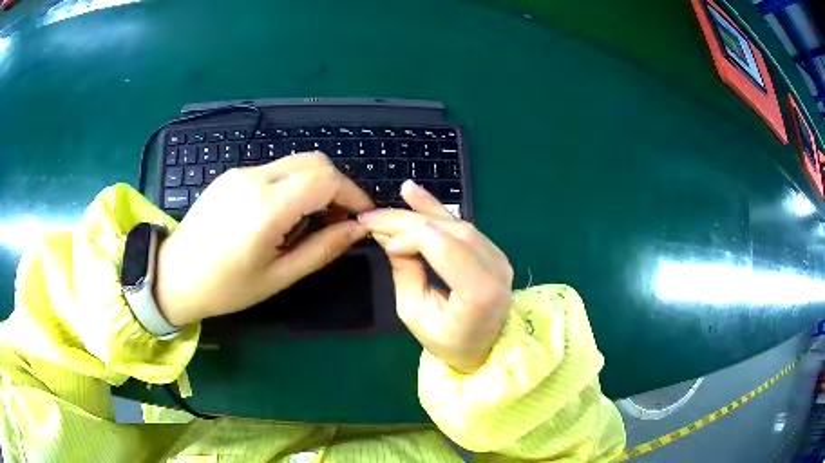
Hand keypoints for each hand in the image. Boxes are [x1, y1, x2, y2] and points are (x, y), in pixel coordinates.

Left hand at [153, 153, 373, 326]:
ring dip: (315, 184)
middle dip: (337, 184)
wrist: (174, 275)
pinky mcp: (231, 174)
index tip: (362, 216)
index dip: (352, 193)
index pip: (325, 179)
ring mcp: (240, 172)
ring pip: (294, 162)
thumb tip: (358, 230)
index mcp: (266, 207)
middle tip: (339, 218)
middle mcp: (254, 178)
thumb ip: (322, 249)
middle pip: (313, 161)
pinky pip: (274, 170)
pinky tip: (284, 213)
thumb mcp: (278, 276)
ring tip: (313, 219)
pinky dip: (293, 184)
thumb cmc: (226, 287)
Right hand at [358, 180, 513, 372]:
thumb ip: (406, 272)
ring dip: (426, 210)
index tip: (384, 244)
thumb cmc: (446, 340)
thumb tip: (391, 238)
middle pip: (449, 231)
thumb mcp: (415, 313)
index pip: (443, 246)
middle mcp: (495, 269)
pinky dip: (442, 213)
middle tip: (374, 215)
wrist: (484, 348)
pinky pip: (465, 228)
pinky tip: (421, 198)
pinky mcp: (495, 253)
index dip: (410, 237)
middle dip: (409, 220)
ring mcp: (499, 258)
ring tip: (403, 192)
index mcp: (479, 292)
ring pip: (458, 225)